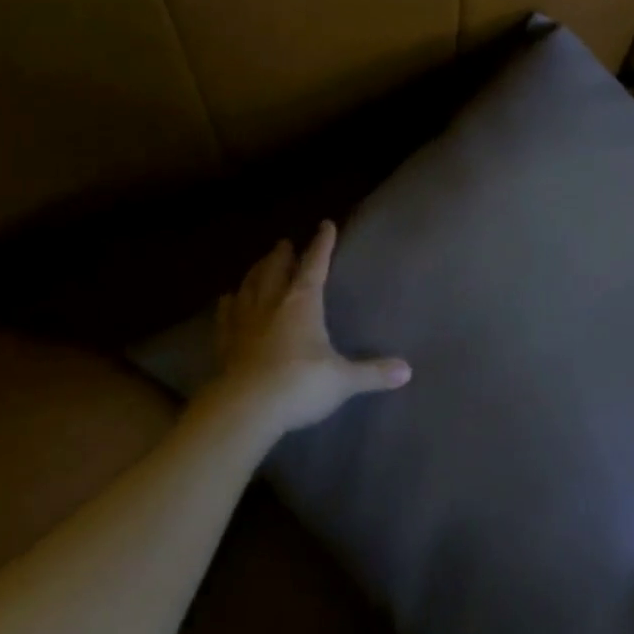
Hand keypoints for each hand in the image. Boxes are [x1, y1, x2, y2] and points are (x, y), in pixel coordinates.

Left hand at [208, 221, 410, 433]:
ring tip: (259, 264)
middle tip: (284, 243)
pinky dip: (228, 303)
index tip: (325, 225)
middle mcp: (272, 303)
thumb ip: (373, 373)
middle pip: (275, 269)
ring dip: (255, 272)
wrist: (246, 408)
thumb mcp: (343, 380)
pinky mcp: (225, 343)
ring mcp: (244, 322)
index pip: (315, 264)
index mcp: (303, 302)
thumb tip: (407, 371)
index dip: (322, 244)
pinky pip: (226, 315)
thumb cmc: (300, 384)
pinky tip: (226, 299)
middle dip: (282, 255)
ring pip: (249, 286)